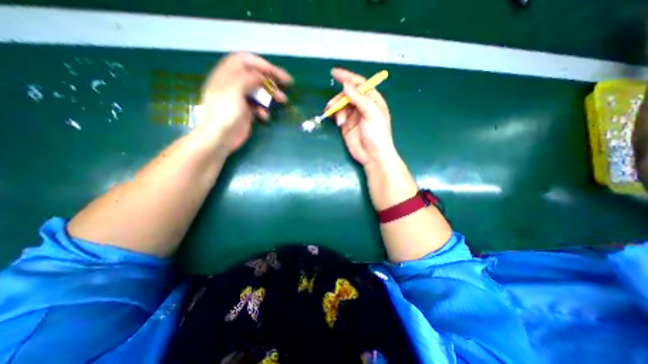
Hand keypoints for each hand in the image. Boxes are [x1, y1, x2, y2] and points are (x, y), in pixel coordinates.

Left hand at [195, 51, 290, 150]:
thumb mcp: (234, 90)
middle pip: (255, 75)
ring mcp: (241, 98)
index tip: (276, 72)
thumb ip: (248, 78)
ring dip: (272, 94)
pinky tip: (264, 116)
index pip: (245, 60)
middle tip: (287, 83)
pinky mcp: (247, 111)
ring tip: (283, 100)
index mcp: (228, 75)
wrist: (220, 137)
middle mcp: (234, 84)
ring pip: (260, 91)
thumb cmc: (225, 112)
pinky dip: (264, 109)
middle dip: (271, 78)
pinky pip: (259, 106)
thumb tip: (262, 76)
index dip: (262, 64)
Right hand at [327, 69, 396, 166]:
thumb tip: (346, 85)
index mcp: (373, 100)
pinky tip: (337, 122)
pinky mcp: (346, 125)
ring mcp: (354, 116)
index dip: (347, 77)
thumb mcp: (371, 113)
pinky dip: (335, 116)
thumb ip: (359, 98)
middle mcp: (363, 106)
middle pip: (348, 94)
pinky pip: (338, 115)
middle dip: (339, 98)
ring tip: (336, 118)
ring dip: (336, 108)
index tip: (334, 73)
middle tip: (333, 106)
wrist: (372, 156)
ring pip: (341, 105)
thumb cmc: (377, 134)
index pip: (359, 84)